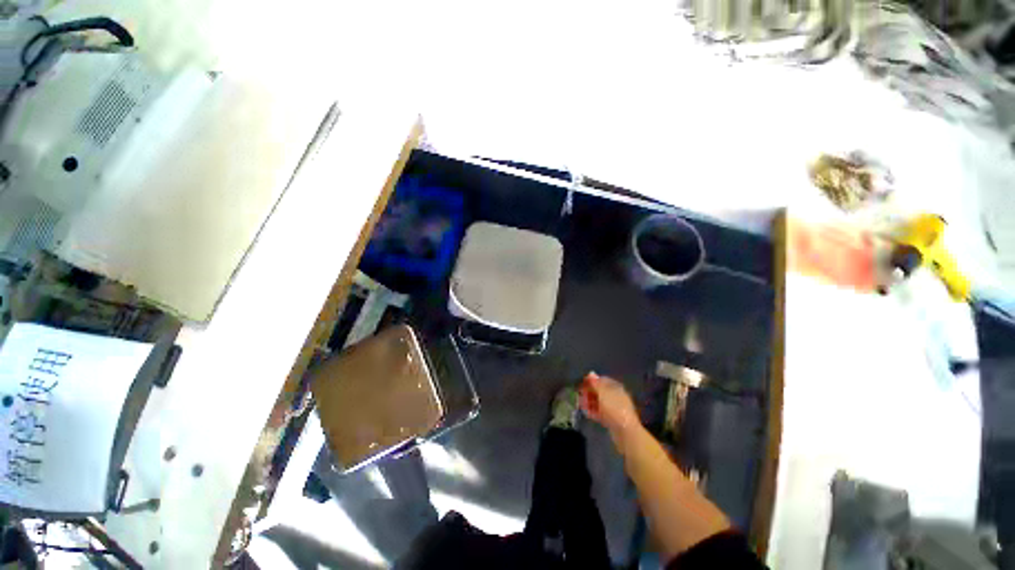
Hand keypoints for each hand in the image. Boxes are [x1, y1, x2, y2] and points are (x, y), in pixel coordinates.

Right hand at [579, 372, 640, 438]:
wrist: (626, 432)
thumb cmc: (614, 408)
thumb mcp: (603, 393)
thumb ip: (595, 383)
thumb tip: (590, 373)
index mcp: (615, 387)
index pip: (601, 380)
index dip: (591, 381)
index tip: (581, 384)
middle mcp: (615, 396)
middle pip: (599, 391)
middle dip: (589, 393)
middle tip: (580, 396)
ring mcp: (614, 408)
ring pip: (599, 402)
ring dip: (589, 402)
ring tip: (581, 405)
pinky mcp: (612, 419)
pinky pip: (601, 412)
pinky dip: (593, 411)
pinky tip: (586, 413)